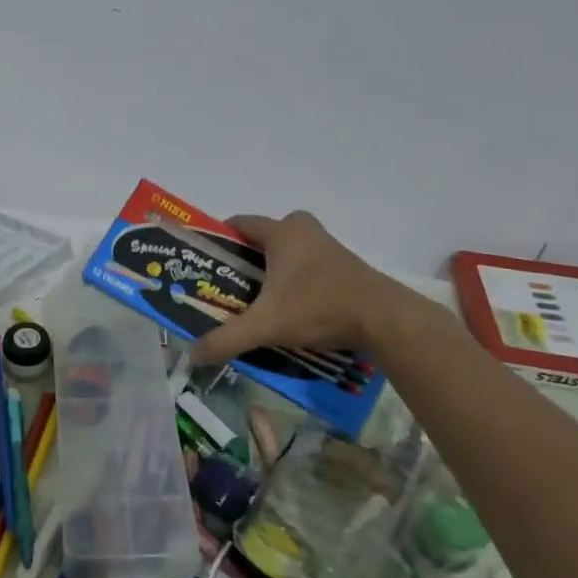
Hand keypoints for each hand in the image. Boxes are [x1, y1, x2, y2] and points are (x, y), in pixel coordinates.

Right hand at [188, 211, 425, 362]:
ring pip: (293, 248)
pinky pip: (312, 263)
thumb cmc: (318, 308)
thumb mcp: (266, 326)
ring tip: (261, 296)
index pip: (241, 222)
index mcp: (282, 233)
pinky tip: (293, 305)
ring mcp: (330, 247)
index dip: (221, 237)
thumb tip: (192, 355)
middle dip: (250, 253)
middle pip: (269, 233)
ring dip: (277, 266)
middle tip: (235, 279)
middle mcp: (305, 232)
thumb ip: (226, 339)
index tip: (208, 259)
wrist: (384, 319)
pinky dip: (299, 277)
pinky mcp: (346, 266)